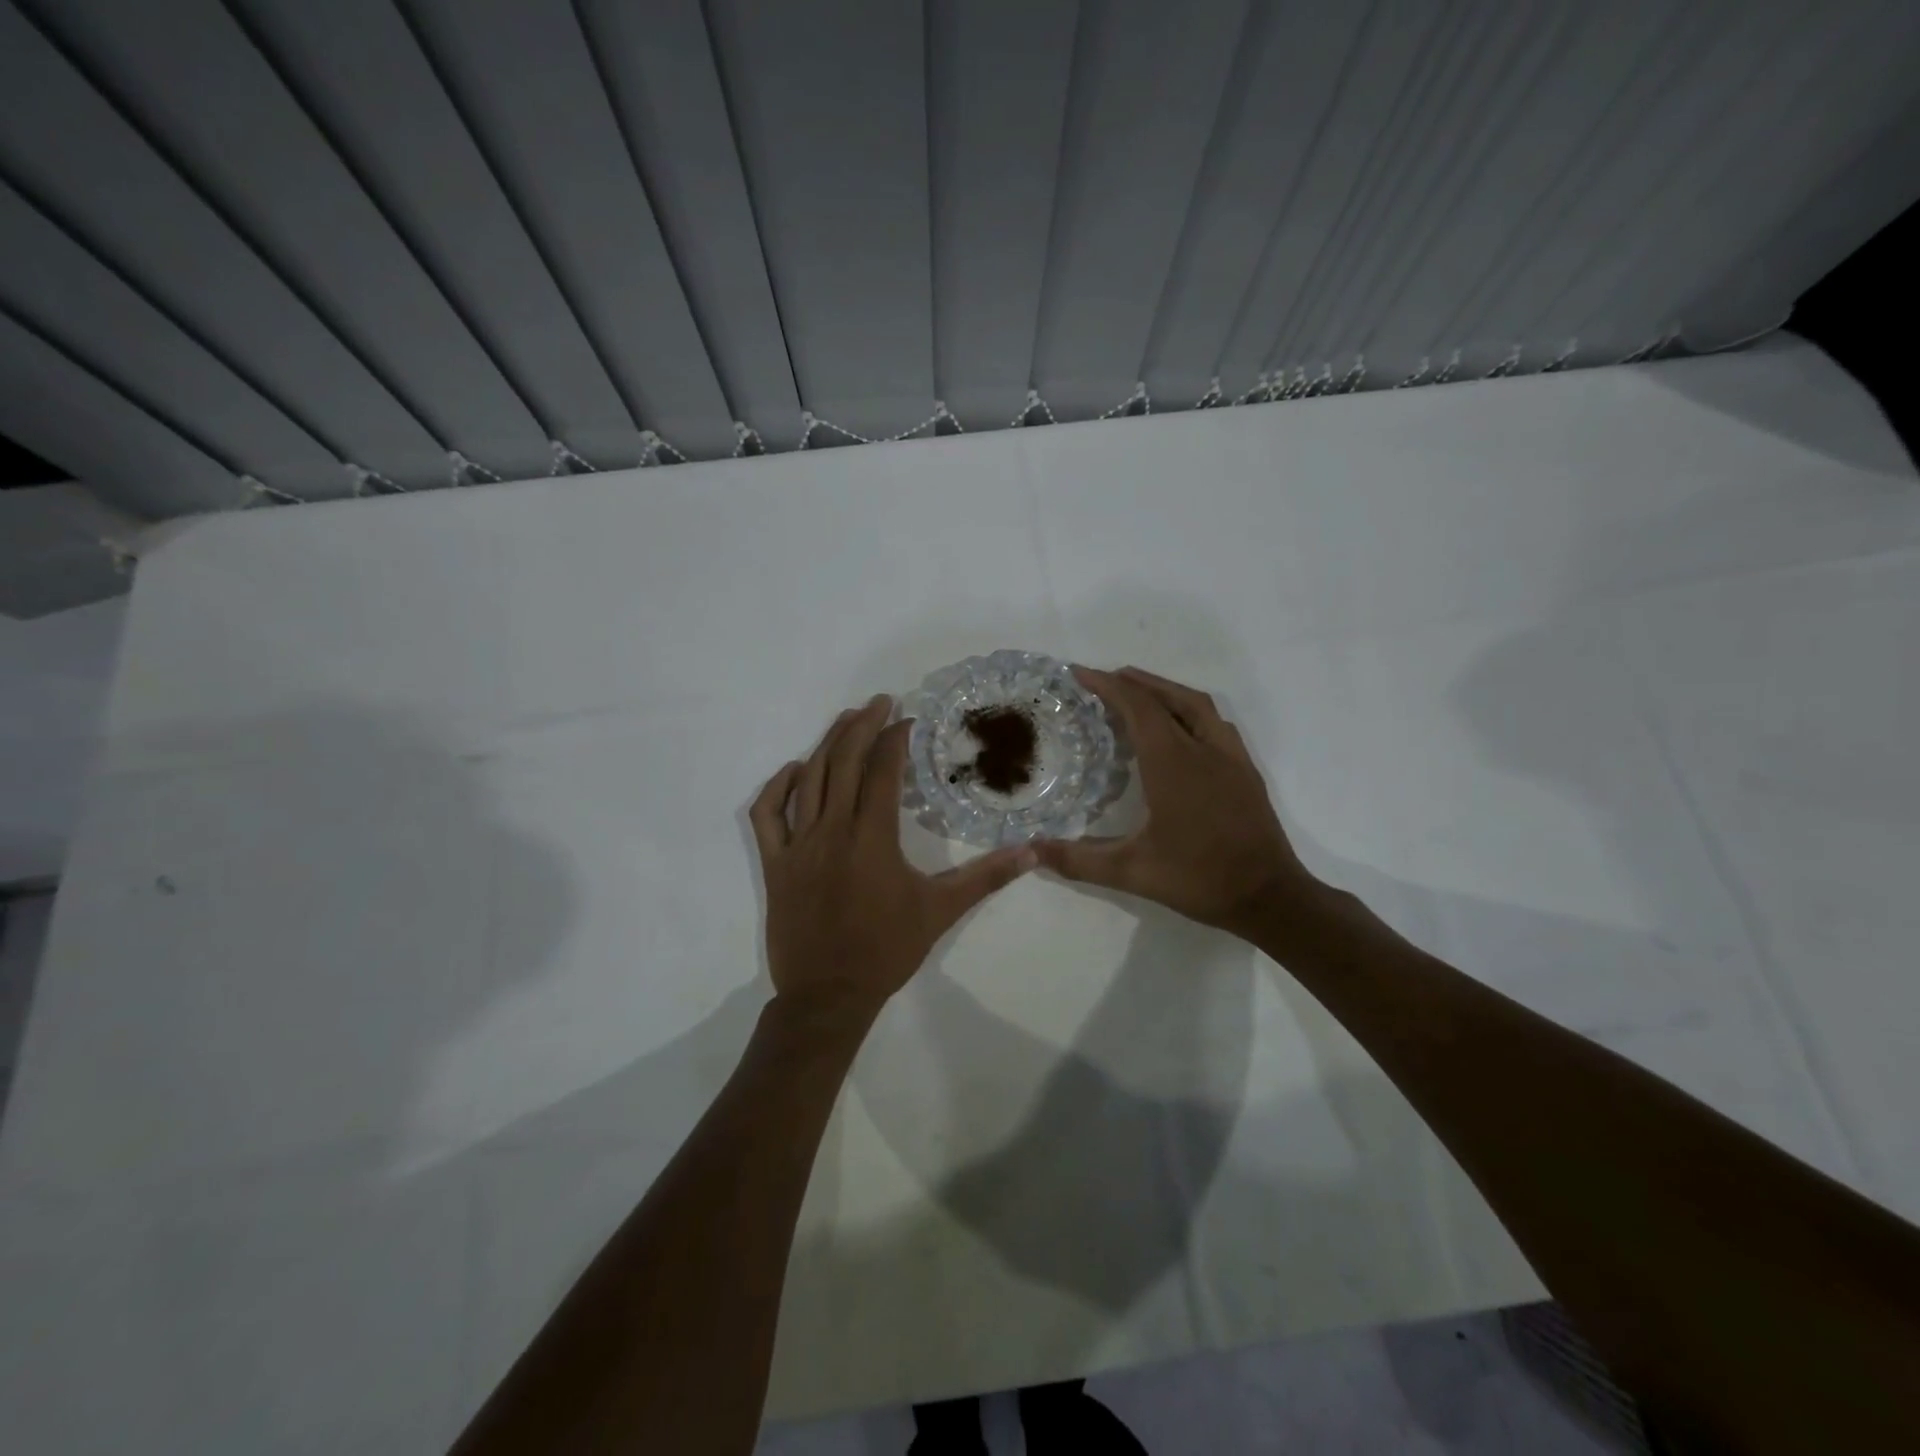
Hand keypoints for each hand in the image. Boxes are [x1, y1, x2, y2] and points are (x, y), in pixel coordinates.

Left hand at [751, 695, 1034, 1013]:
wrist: (828, 995)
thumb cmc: (886, 950)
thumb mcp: (941, 911)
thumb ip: (986, 877)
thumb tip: (1031, 853)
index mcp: (872, 838)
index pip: (883, 771)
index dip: (896, 739)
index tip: (909, 720)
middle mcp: (832, 830)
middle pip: (844, 762)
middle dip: (862, 725)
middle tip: (880, 701)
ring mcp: (797, 845)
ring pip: (809, 779)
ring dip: (828, 743)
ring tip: (847, 719)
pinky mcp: (775, 863)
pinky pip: (767, 814)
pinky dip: (778, 786)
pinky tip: (795, 770)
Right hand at [1036, 667, 1316, 938]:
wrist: (1270, 897)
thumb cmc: (1199, 879)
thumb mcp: (1131, 872)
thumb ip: (1078, 860)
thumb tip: (1031, 852)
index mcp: (1173, 763)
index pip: (1138, 707)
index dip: (1107, 686)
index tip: (1079, 674)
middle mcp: (1203, 749)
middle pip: (1166, 698)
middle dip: (1132, 682)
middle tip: (1102, 680)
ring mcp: (1230, 757)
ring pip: (1196, 704)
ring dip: (1163, 690)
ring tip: (1137, 693)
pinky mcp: (1246, 770)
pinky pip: (1214, 722)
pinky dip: (1188, 709)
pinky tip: (1179, 727)